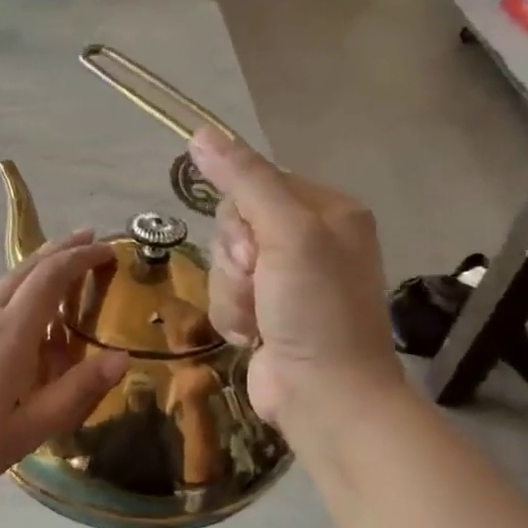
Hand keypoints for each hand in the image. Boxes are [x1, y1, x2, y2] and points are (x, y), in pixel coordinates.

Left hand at [0, 231, 130, 507]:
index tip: (107, 249)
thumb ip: (76, 392)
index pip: (51, 280)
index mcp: (12, 336)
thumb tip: (121, 357)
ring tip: (48, 263)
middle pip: (25, 273)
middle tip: (87, 239)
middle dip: (58, 252)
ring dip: (27, 269)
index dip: (81, 258)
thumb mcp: (29, 429)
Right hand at [189, 130, 406, 452]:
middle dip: (235, 261)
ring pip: (223, 264)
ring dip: (231, 294)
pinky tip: (253, 337)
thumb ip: (245, 181)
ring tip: (259, 319)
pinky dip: (231, 317)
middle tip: (260, 284)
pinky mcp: (265, 312)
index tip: (257, 250)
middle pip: (233, 226)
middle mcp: (308, 240)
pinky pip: (224, 296)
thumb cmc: (316, 310)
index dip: (241, 219)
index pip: (253, 185)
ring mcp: (286, 280)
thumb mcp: (286, 234)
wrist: (325, 395)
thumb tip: (200, 132)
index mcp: (327, 210)